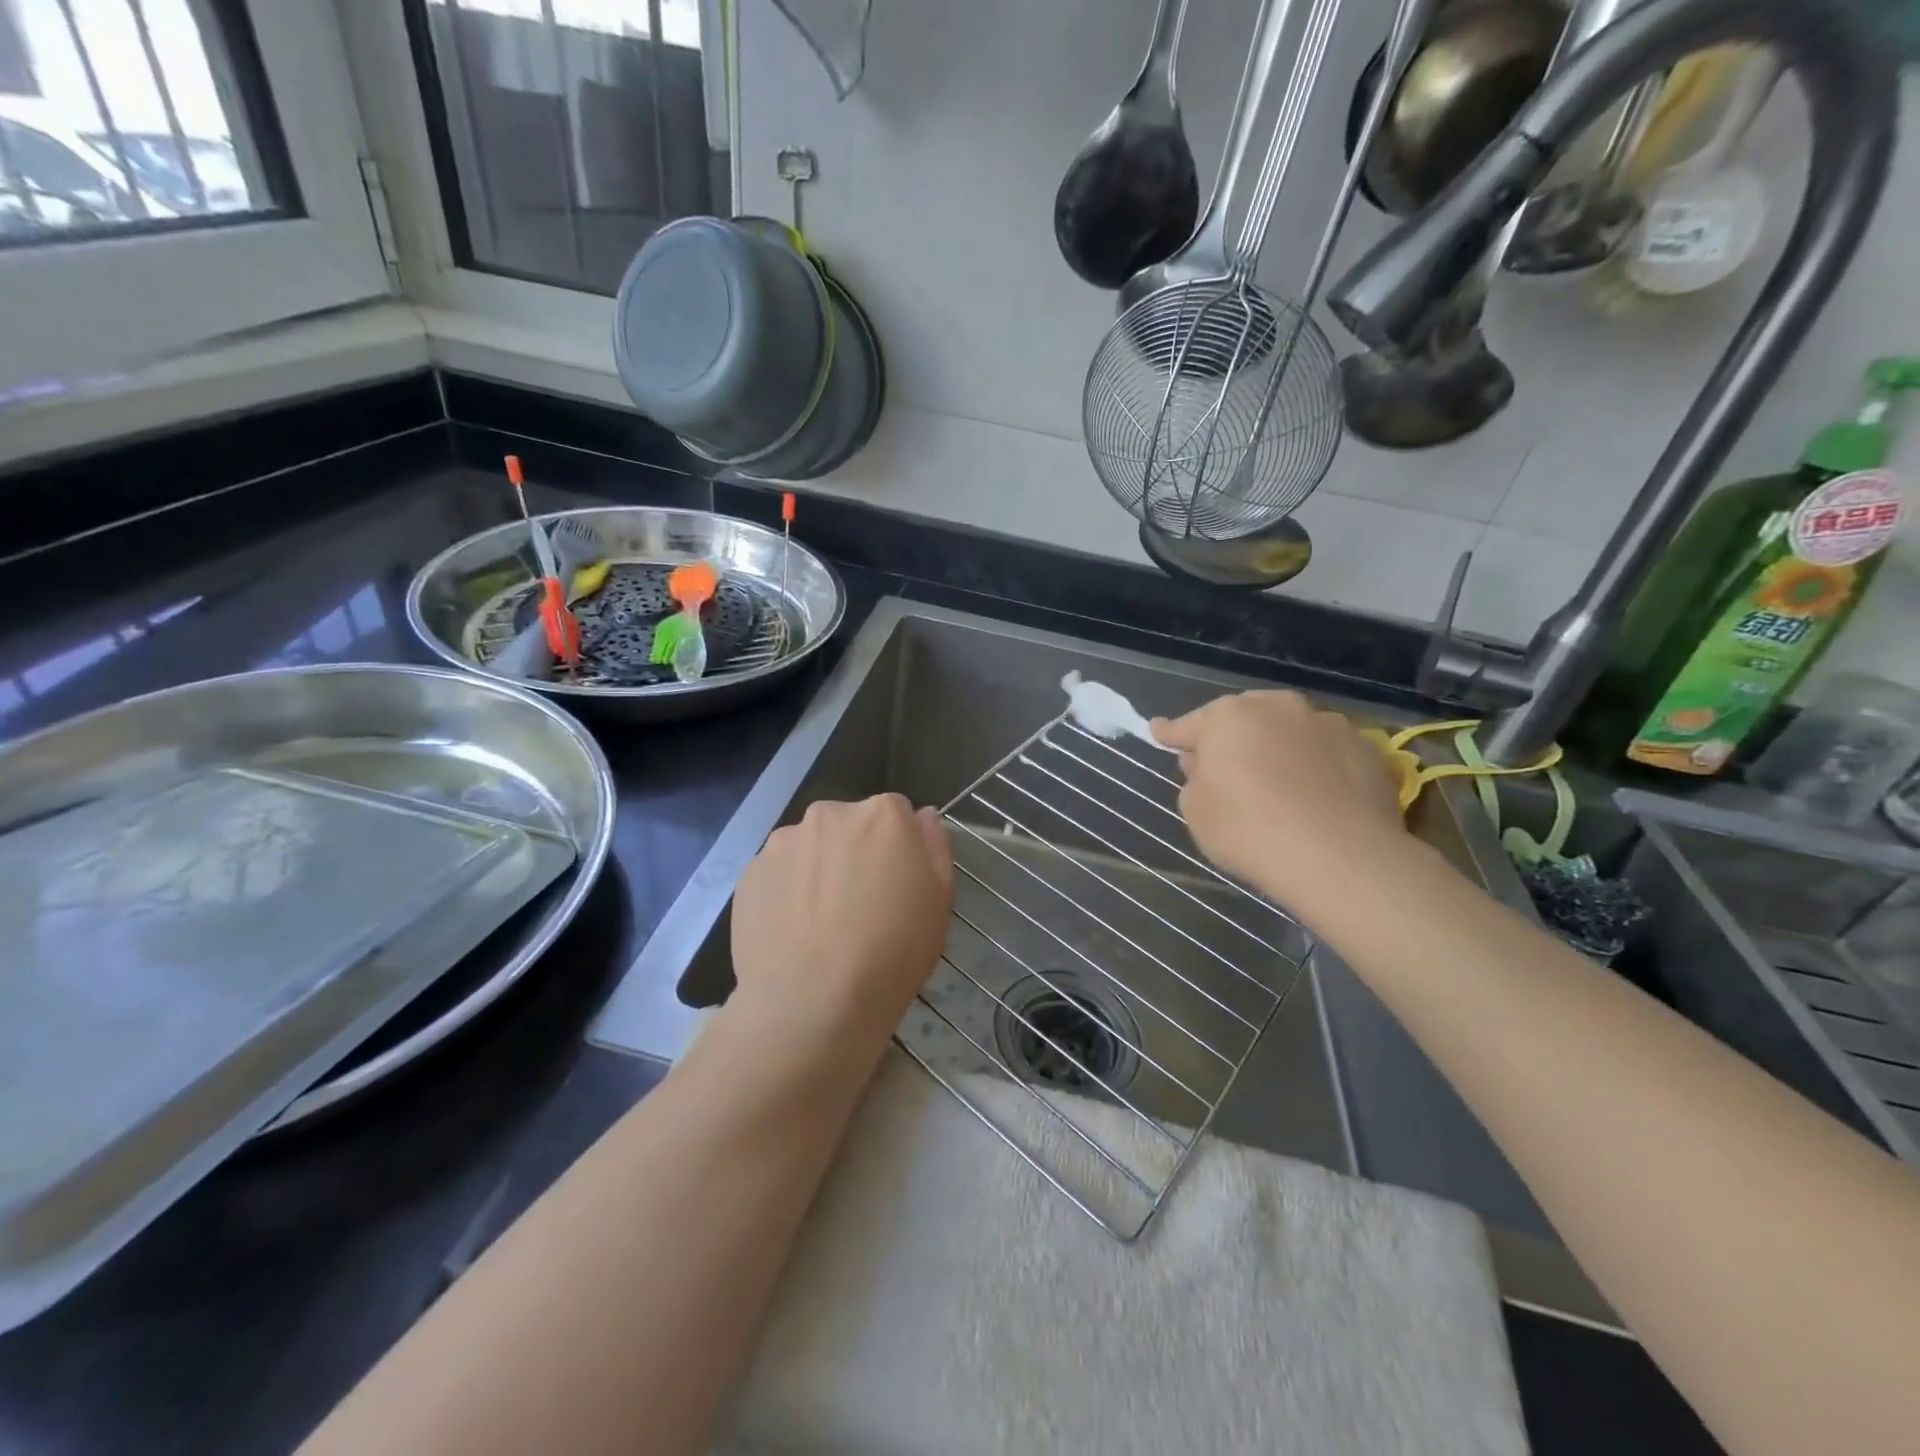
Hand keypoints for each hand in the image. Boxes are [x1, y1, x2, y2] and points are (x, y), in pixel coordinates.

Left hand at [729, 795, 953, 1059]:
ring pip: (810, 848)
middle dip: (855, 852)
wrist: (812, 1003)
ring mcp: (783, 841)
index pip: (897, 814)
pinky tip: (793, 932)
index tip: (897, 885)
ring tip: (820, 924)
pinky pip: (778, 873)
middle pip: (849, 825)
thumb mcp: (939, 900)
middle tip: (860, 906)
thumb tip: (920, 817)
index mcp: (883, 814)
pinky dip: (786, 892)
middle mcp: (830, 813)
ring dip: (818, 869)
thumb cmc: (892, 952)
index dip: (899, 849)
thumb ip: (934, 845)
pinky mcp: (750, 872)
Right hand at [1152, 691, 1406, 908]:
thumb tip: (1208, 766)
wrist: (1340, 858)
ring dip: (1276, 749)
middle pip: (1242, 720)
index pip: (1187, 725)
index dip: (1170, 734)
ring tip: (1279, 787)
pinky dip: (1315, 766)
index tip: (1158, 731)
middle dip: (1231, 740)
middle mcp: (1277, 707)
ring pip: (1288, 732)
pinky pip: (1325, 753)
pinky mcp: (1365, 747)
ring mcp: (1326, 722)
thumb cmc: (1250, 831)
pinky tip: (1317, 798)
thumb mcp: (1196, 812)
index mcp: (1227, 716)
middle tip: (1226, 772)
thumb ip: (1194, 780)